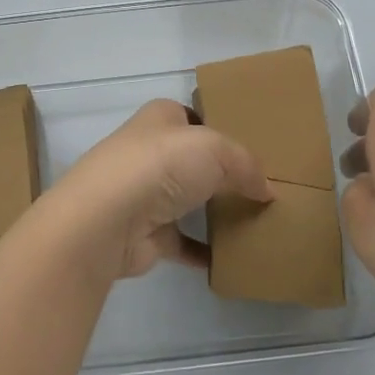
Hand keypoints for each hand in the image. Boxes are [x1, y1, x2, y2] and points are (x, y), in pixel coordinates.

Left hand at [31, 100, 270, 281]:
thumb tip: (267, 190)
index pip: (192, 116)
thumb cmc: (160, 166)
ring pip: (188, 200)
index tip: (254, 146)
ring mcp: (145, 195)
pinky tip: (233, 257)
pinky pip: (184, 243)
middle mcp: (149, 152)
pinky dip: (205, 252)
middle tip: (261, 186)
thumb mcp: (215, 149)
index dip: (220, 127)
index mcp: (160, 118)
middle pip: (192, 160)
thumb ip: (246, 165)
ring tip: (255, 219)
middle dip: (220, 172)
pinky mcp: (146, 235)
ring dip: (214, 211)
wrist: (107, 220)